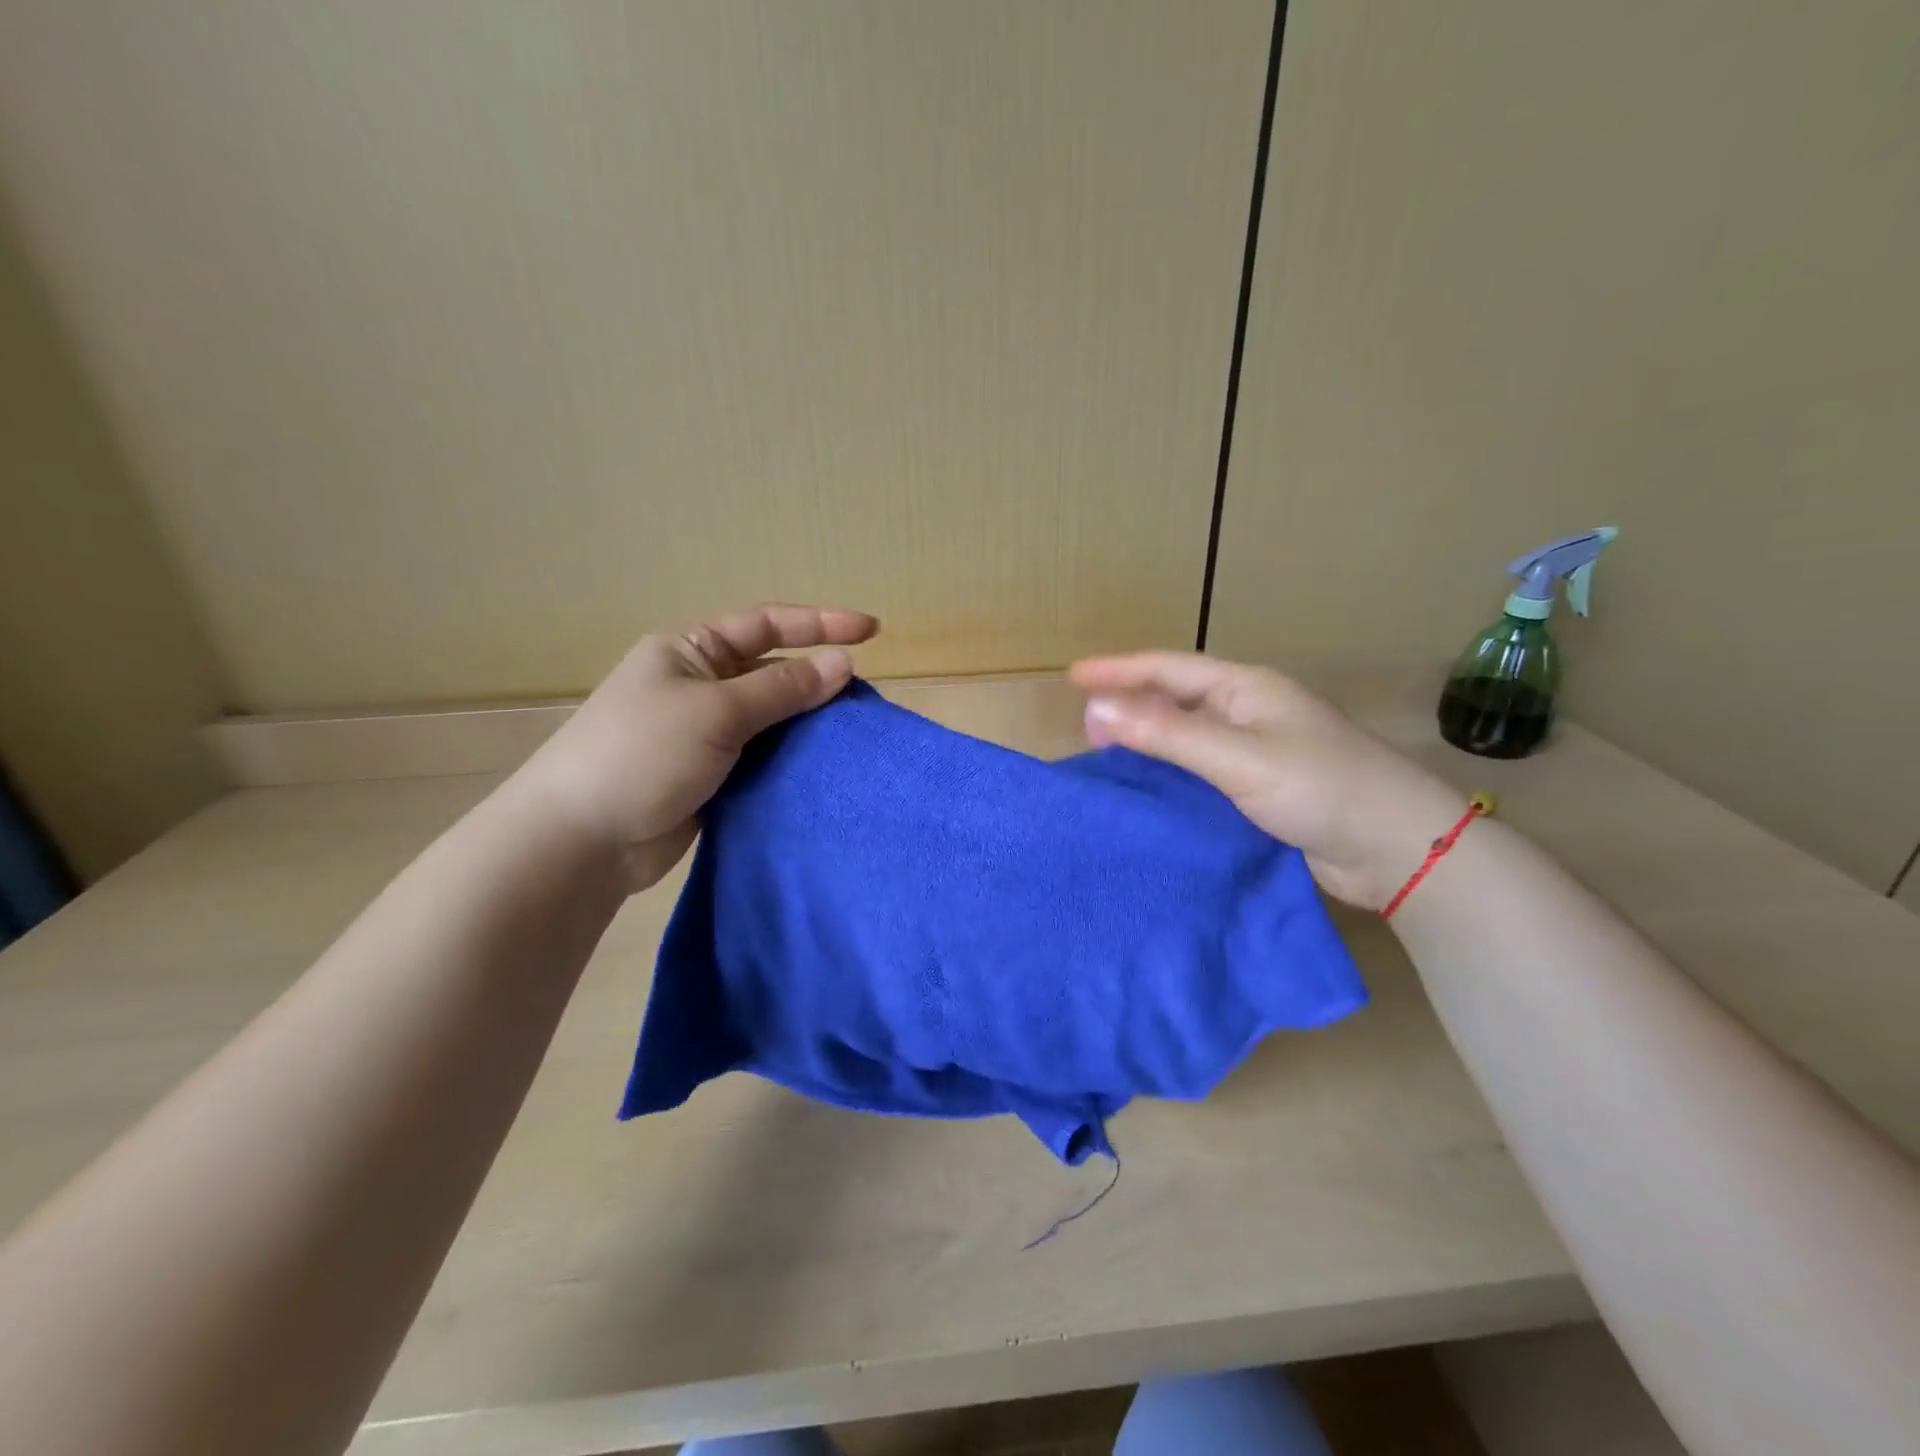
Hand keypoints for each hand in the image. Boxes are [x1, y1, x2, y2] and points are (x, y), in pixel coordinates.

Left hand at [513, 603, 878, 890]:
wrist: (584, 842)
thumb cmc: (642, 755)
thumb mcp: (716, 711)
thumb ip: (783, 688)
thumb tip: (843, 664)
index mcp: (689, 652)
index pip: (765, 624)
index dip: (819, 623)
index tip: (872, 631)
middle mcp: (700, 687)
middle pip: (773, 671)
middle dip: (818, 677)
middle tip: (865, 695)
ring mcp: (707, 735)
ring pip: (774, 719)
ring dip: (810, 724)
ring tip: (855, 733)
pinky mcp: (714, 777)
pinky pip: (765, 757)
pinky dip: (794, 759)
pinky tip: (827, 767)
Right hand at [1069, 652, 1464, 909]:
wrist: (1398, 848)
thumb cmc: (1322, 788)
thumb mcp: (1238, 757)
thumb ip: (1168, 734)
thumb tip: (1096, 709)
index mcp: (1246, 689)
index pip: (1169, 669)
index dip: (1120, 669)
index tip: (1073, 676)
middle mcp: (1249, 712)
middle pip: (1176, 699)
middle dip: (1130, 704)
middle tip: (1085, 724)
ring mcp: (1257, 751)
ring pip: (1187, 737)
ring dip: (1148, 741)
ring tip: (1106, 754)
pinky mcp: (1262, 789)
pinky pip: (1201, 771)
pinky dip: (1170, 775)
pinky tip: (1149, 790)